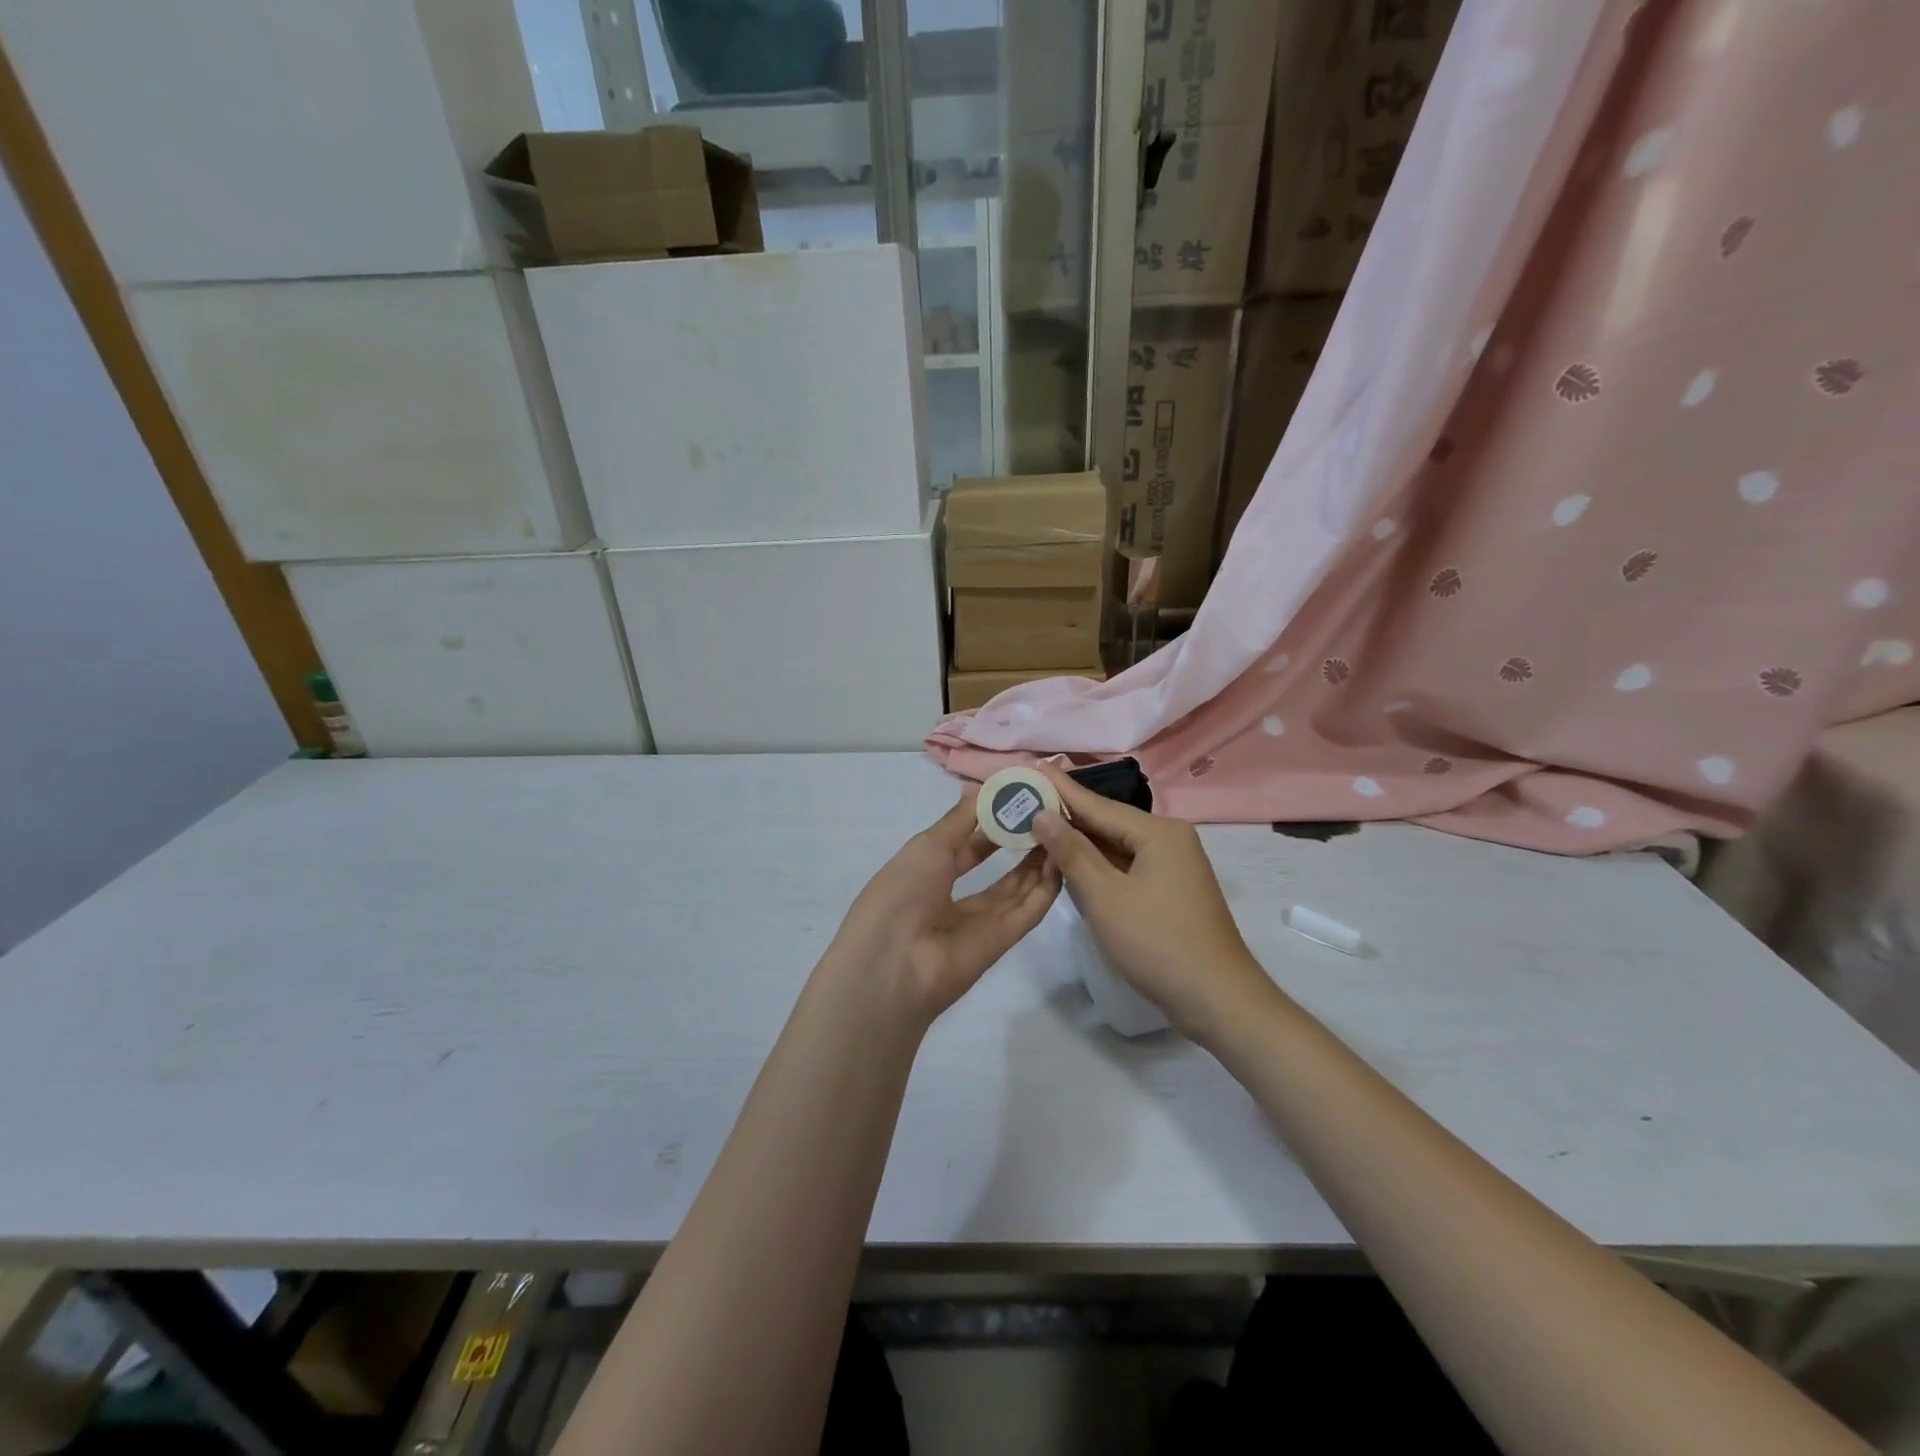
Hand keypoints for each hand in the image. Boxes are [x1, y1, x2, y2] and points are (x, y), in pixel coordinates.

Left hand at [836, 793, 1060, 1022]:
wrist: (894, 963)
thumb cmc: (902, 892)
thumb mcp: (927, 846)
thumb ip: (959, 819)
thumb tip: (980, 788)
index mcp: (926, 872)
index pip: (966, 842)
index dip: (991, 820)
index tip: (1020, 796)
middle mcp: (952, 896)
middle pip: (994, 866)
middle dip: (1017, 839)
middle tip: (1048, 811)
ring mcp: (978, 922)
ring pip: (1016, 887)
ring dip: (1037, 861)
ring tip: (1061, 829)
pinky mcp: (1000, 942)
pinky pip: (1027, 912)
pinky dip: (1045, 889)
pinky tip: (1063, 861)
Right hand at [1031, 766, 1275, 1042]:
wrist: (1217, 1000)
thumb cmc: (1157, 942)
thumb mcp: (1105, 896)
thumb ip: (1072, 852)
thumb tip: (1043, 814)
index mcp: (1159, 833)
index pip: (1098, 805)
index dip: (1061, 789)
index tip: (1033, 766)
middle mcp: (1169, 840)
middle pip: (1109, 822)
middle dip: (1068, 813)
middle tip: (1028, 795)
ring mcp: (1173, 867)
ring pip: (1117, 846)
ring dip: (1081, 840)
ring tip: (1040, 822)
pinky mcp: (1170, 892)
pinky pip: (1127, 866)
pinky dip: (1099, 864)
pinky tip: (1072, 861)